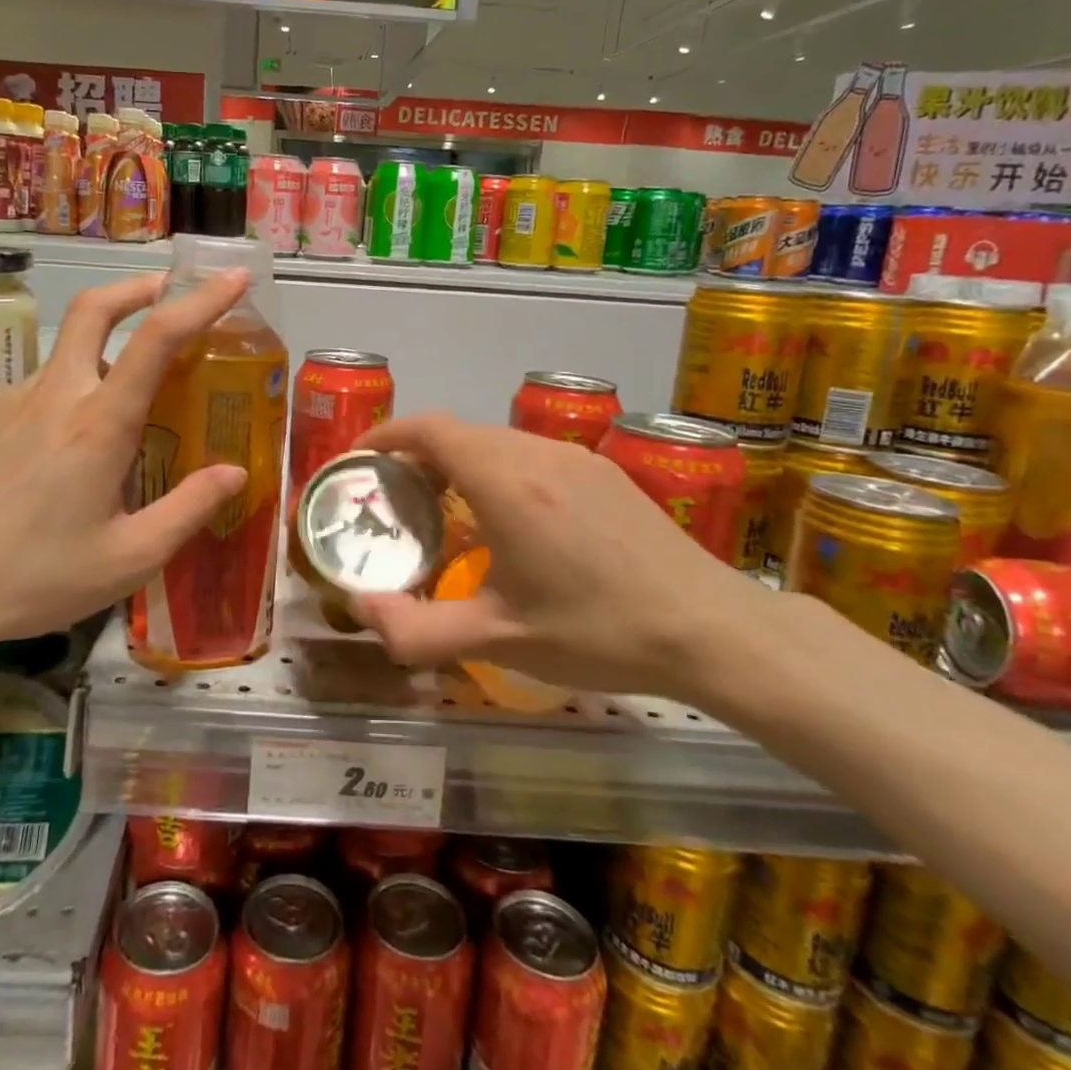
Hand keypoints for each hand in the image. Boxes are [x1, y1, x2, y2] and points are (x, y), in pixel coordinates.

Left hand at [0, 270, 250, 660]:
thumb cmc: (31, 577)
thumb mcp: (127, 559)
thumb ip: (188, 511)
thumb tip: (235, 473)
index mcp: (99, 423)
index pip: (157, 338)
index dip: (202, 300)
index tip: (234, 278)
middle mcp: (56, 396)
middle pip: (93, 309)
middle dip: (137, 287)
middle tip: (169, 290)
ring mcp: (13, 404)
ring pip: (67, 351)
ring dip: (106, 344)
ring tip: (135, 393)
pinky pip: (43, 388)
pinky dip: (75, 387)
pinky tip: (76, 446)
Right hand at [348, 413, 768, 700]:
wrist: (710, 627)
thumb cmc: (598, 631)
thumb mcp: (500, 640)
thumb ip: (416, 631)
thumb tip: (360, 611)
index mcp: (505, 483)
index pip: (430, 429)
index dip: (387, 434)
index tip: (360, 459)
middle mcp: (537, 455)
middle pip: (460, 432)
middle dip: (417, 455)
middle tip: (396, 500)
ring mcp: (576, 459)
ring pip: (497, 442)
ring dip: (460, 463)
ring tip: (447, 511)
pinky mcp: (604, 473)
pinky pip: (532, 455)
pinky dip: (498, 470)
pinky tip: (511, 522)